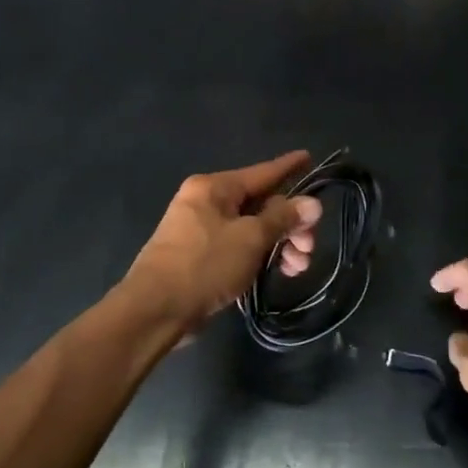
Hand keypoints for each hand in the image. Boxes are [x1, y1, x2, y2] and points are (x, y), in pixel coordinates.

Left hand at [119, 151, 321, 329]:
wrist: (155, 310)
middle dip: (290, 225)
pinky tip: (277, 273)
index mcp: (214, 188)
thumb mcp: (251, 239)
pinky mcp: (200, 257)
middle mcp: (206, 202)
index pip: (262, 172)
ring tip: (297, 268)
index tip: (309, 157)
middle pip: (260, 204)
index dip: (289, 167)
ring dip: (278, 245)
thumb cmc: (204, 265)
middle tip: (310, 248)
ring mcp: (200, 230)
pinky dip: (259, 256)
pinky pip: (238, 247)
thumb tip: (312, 203)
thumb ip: (283, 218)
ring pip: (251, 229)